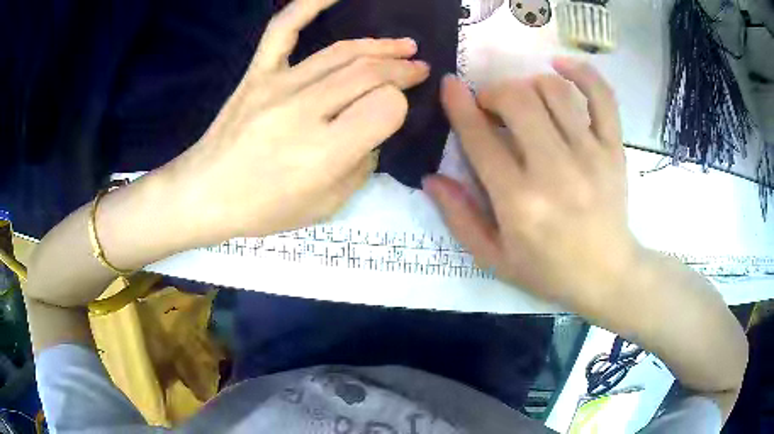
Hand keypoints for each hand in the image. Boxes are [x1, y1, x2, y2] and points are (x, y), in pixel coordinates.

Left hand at [169, 0, 428, 243]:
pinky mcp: (256, 73)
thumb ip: (359, 168)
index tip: (394, 114)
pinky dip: (309, 3)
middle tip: (417, 67)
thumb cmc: (262, 209)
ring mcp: (277, 85)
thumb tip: (372, 133)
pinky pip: (283, 29)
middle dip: (402, 69)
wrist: (203, 194)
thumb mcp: (325, 207)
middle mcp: (304, 111)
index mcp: (324, 152)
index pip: (386, 107)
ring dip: (380, 46)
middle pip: (369, 72)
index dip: (399, 107)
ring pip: (342, 51)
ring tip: (402, 46)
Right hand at [425, 59, 638, 309]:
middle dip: (494, 93)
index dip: (459, 105)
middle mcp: (554, 170)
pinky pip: (602, 97)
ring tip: (524, 99)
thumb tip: (431, 178)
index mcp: (519, 202)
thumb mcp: (494, 259)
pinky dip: (582, 72)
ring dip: (528, 85)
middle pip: (517, 100)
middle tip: (492, 107)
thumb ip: (460, 218)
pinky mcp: (614, 149)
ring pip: (553, 91)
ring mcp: (590, 155)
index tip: (450, 85)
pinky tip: (561, 66)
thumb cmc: (549, 270)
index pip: (480, 137)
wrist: (607, 275)